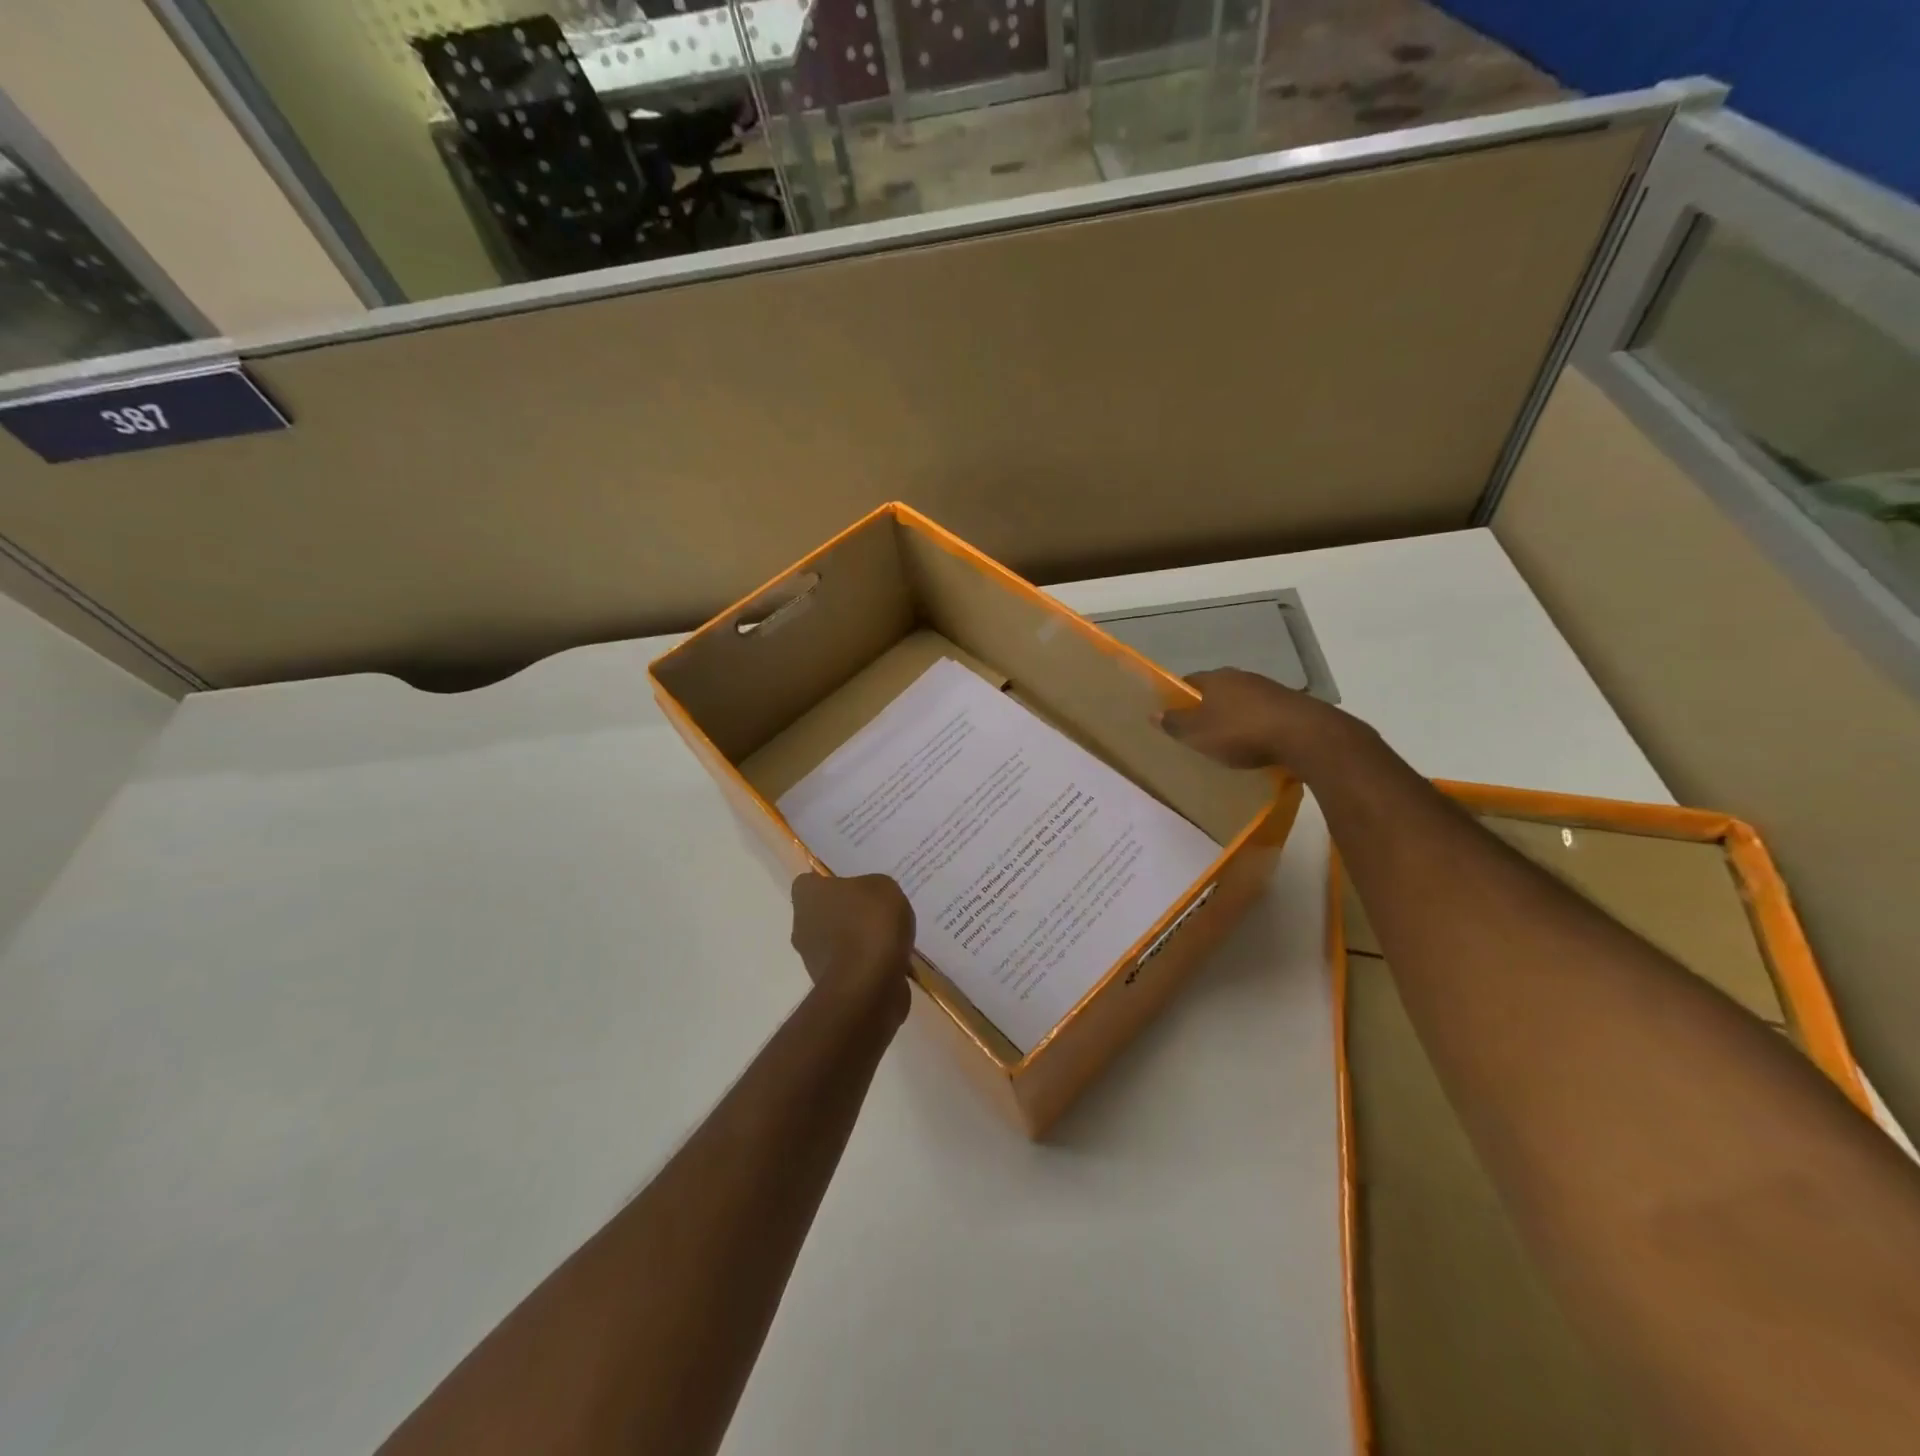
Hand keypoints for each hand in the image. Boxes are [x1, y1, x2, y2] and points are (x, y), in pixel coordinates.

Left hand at [790, 872, 915, 1018]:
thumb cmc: (870, 923)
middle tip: (874, 910)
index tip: (853, 885)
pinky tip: (890, 960)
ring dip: (854, 940)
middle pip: (821, 912)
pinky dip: (865, 964)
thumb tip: (867, 897)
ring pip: (834, 941)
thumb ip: (870, 887)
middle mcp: (801, 925)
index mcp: (807, 895)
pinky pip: (849, 965)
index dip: (830, 882)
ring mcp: (812, 958)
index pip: (809, 881)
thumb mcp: (883, 886)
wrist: (869, 984)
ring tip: (888, 937)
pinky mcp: (830, 985)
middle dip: (844, 912)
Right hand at [1156, 667, 1350, 771]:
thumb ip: (1175, 723)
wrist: (1303, 735)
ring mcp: (1268, 688)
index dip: (1179, 697)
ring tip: (1227, 739)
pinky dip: (1255, 724)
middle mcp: (1240, 677)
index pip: (1188, 682)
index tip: (1174, 716)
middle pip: (1216, 690)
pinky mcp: (1289, 704)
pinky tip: (1255, 742)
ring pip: (1240, 700)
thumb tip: (1153, 713)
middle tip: (1198, 730)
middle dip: (1207, 707)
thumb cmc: (1241, 732)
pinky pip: (1262, 713)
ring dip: (1233, 716)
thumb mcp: (1198, 734)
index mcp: (1215, 678)